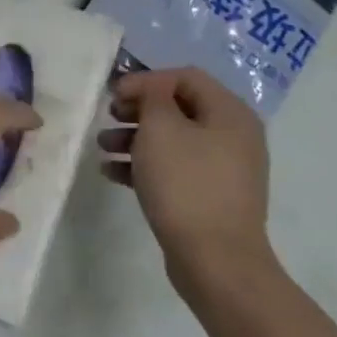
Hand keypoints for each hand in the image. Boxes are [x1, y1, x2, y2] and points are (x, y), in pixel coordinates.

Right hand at [98, 66, 273, 292]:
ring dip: (134, 137)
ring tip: (102, 146)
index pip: (185, 77)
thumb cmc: (186, 183)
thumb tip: (151, 89)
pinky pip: (174, 169)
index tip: (114, 95)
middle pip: (178, 107)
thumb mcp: (161, 128)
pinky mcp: (210, 197)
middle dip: (138, 110)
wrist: (216, 260)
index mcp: (230, 113)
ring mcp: (224, 169)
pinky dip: (144, 165)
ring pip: (173, 140)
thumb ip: (152, 97)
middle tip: (109, 116)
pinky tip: (112, 172)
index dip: (146, 80)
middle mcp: (233, 136)